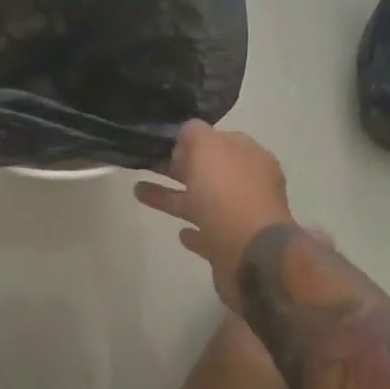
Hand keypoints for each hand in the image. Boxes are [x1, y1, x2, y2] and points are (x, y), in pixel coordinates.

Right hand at [135, 121, 291, 312]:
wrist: (251, 256)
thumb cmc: (227, 194)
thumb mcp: (207, 148)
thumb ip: (195, 133)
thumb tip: (187, 132)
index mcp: (248, 156)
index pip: (217, 140)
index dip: (190, 140)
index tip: (162, 141)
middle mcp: (248, 184)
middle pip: (207, 171)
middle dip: (175, 167)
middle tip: (144, 163)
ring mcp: (241, 217)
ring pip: (201, 202)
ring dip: (172, 197)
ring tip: (138, 192)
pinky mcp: (231, 247)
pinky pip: (208, 234)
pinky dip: (194, 232)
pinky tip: (180, 233)